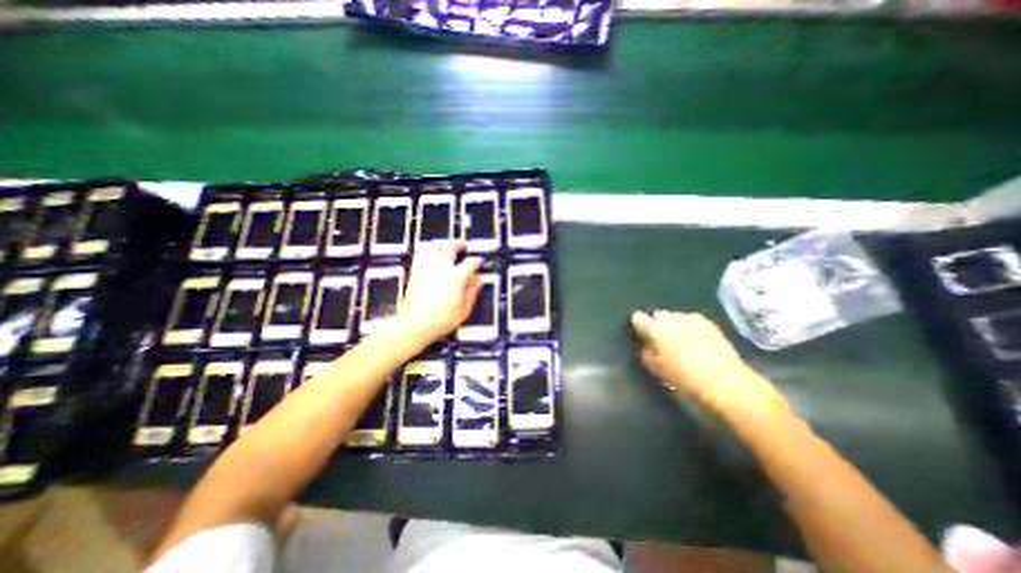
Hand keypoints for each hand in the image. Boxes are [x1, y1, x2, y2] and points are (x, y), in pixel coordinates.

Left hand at [393, 242, 482, 343]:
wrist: (416, 324)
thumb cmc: (443, 319)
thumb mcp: (465, 309)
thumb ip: (472, 292)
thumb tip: (477, 280)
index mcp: (457, 276)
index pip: (471, 262)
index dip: (477, 260)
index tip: (480, 261)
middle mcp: (442, 267)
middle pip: (450, 246)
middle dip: (458, 244)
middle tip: (463, 246)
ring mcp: (427, 267)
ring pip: (433, 246)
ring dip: (441, 245)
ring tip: (445, 249)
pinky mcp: (415, 272)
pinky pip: (421, 255)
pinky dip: (428, 252)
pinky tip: (431, 258)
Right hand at [632, 311, 787, 418]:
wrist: (728, 384)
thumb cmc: (686, 380)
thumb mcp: (658, 371)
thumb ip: (647, 355)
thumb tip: (647, 347)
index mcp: (656, 330)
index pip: (638, 318)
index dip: (637, 324)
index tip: (639, 333)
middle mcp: (672, 319)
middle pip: (658, 314)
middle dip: (657, 324)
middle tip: (660, 340)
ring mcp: (692, 319)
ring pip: (675, 316)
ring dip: (674, 325)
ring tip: (679, 341)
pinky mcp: (709, 323)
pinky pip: (691, 320)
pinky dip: (689, 327)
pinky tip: (695, 341)